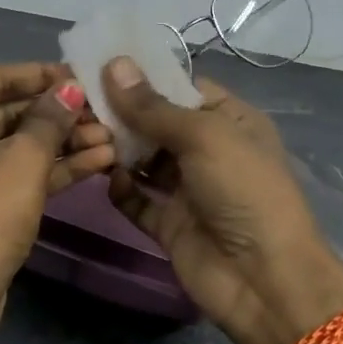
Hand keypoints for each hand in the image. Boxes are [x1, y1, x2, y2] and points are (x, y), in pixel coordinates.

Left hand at [0, 62, 115, 328]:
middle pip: (8, 113)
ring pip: (17, 146)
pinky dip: (51, 168)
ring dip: (63, 142)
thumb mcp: (23, 160)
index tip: (82, 73)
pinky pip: (16, 173)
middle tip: (104, 109)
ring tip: (113, 137)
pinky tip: (99, 160)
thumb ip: (50, 118)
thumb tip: (71, 88)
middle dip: (58, 115)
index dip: (41, 75)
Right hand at [101, 57, 342, 343]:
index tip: (99, 65)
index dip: (144, 76)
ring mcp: (188, 189)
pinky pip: (137, 199)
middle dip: (122, 113)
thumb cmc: (244, 191)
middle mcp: (209, 151)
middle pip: (157, 123)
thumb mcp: (204, 136)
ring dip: (117, 149)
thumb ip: (153, 106)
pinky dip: (121, 189)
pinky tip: (105, 178)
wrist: (264, 279)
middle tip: (78, 101)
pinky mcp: (169, 224)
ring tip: (84, 136)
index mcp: (230, 121)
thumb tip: (114, 64)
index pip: (182, 88)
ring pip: (143, 160)